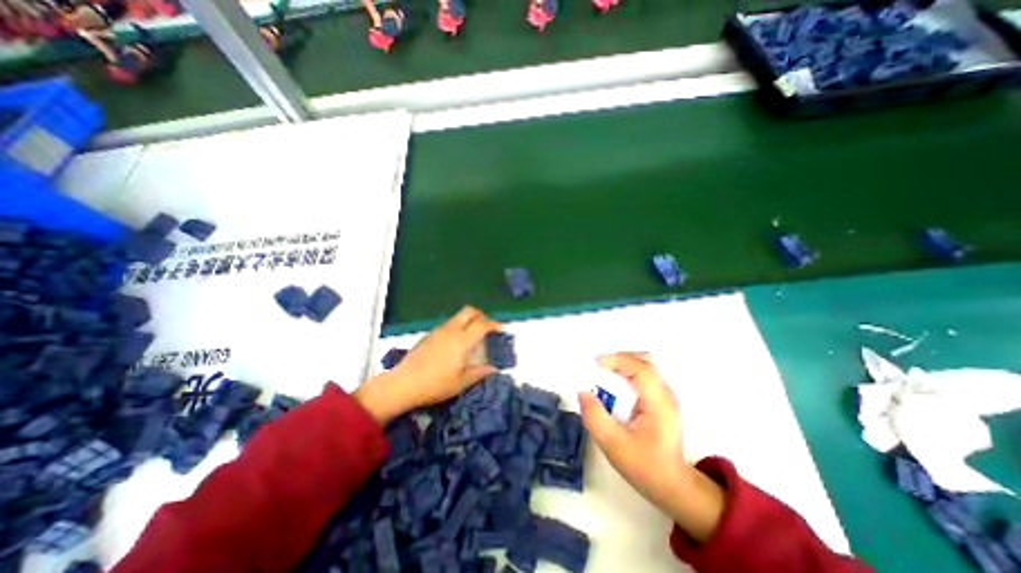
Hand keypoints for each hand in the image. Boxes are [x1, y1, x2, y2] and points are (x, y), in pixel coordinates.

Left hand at [354, 308, 500, 424]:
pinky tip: (456, 343)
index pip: (482, 324)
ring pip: (458, 317)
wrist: (403, 383)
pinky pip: (448, 324)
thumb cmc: (435, 384)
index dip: (494, 324)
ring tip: (472, 336)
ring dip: (468, 320)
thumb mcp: (461, 382)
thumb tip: (493, 369)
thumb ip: (479, 373)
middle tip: (486, 327)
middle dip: (481, 315)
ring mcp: (438, 331)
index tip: (500, 329)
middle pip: (469, 311)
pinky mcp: (429, 335)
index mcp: (462, 340)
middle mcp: (451, 330)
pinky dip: (458, 326)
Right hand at [573, 352, 724, 538]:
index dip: (618, 360)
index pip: (641, 368)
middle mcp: (665, 394)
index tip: (596, 362)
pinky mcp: (661, 401)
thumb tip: (583, 392)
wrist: (672, 486)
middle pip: (645, 361)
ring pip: (645, 366)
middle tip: (599, 366)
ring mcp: (666, 396)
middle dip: (620, 358)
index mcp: (658, 402)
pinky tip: (616, 386)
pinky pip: (644, 376)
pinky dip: (627, 373)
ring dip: (623, 365)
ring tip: (604, 374)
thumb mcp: (613, 445)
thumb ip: (595, 417)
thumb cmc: (645, 466)